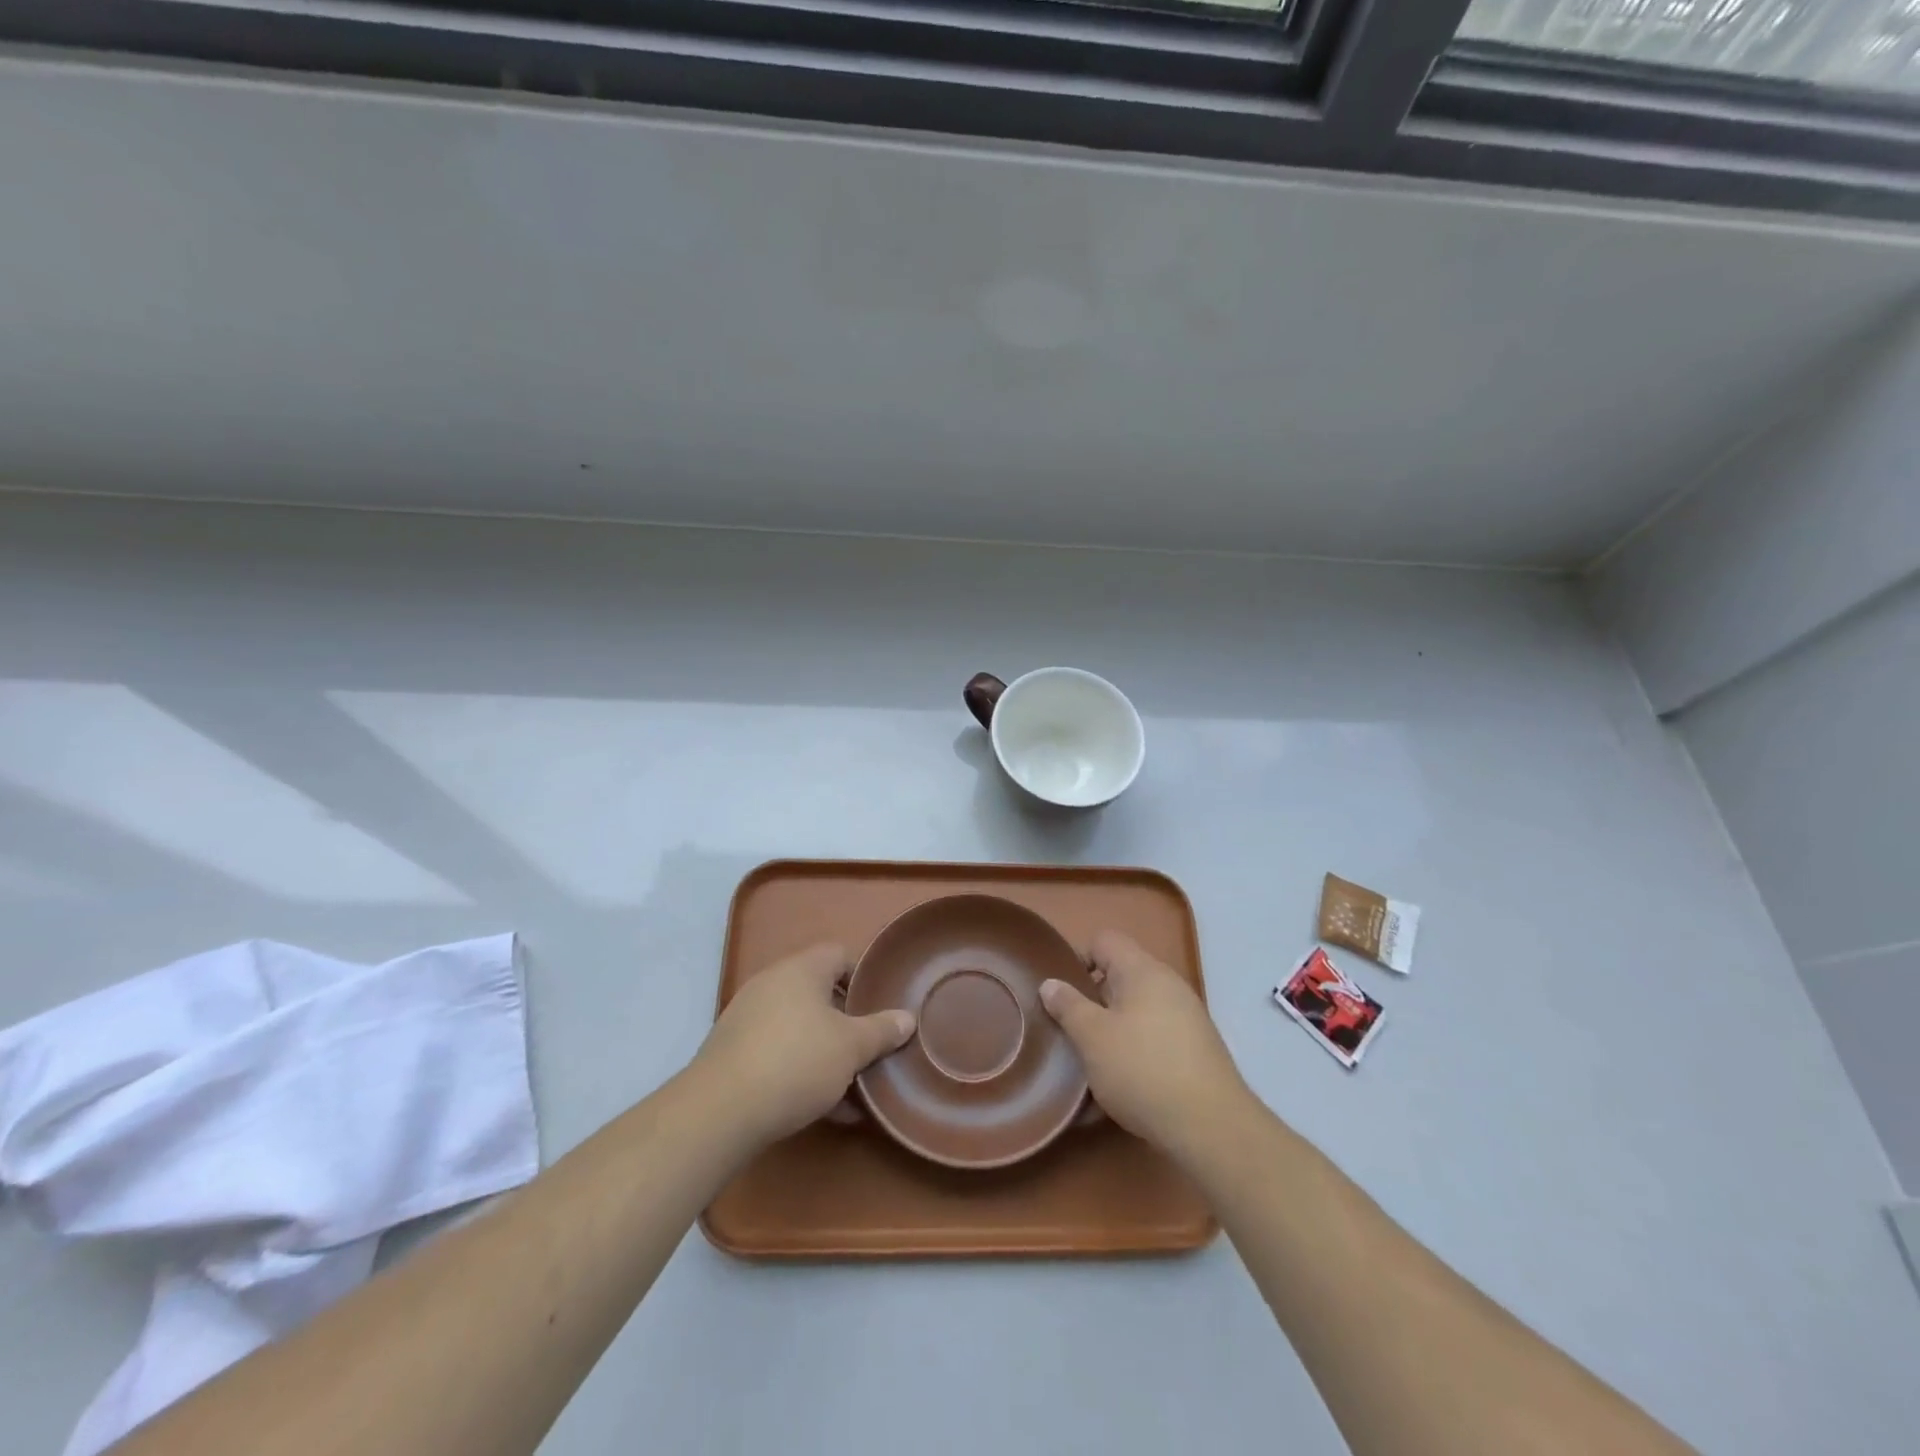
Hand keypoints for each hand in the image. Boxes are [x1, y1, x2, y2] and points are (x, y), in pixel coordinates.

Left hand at [693, 943, 915, 1144]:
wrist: (719, 1112)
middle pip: (819, 993)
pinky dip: (802, 1071)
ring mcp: (748, 1018)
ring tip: (853, 1084)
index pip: (840, 954)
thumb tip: (907, 1018)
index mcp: (801, 969)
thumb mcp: (851, 1048)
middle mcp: (772, 984)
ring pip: (799, 1027)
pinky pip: (779, 1053)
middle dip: (847, 1020)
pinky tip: (825, 1107)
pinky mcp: (733, 1053)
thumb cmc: (796, 1062)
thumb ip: (881, 1031)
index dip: (864, 975)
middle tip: (871, 1045)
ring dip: (826, 1050)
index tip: (882, 1004)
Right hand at [1040, 930, 1251, 1159]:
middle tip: (1074, 1030)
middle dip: (1094, 999)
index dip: (1079, 959)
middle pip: (1121, 975)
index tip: (1065, 996)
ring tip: (1096, 1060)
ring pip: (1138, 1008)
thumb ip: (1068, 1006)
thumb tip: (1051, 983)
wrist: (1212, 1126)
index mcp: (1142, 970)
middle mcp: (1168, 983)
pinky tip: (1126, 1081)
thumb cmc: (1142, 1070)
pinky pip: (1156, 1034)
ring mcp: (1187, 1016)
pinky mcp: (1197, 1048)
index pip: (1105, 941)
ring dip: (1114, 1027)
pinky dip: (1137, 1048)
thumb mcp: (1092, 1037)